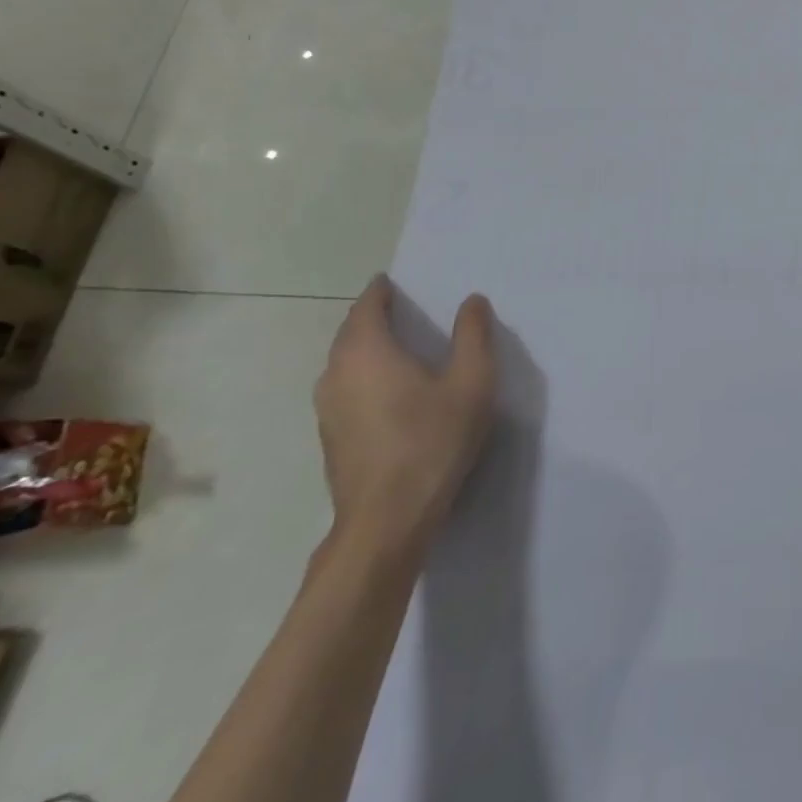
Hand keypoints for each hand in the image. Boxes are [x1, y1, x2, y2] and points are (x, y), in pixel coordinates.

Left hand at [314, 275, 499, 554]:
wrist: (387, 521)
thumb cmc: (432, 441)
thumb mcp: (471, 382)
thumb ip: (473, 336)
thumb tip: (472, 301)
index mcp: (366, 352)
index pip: (367, 307)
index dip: (380, 291)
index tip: (394, 281)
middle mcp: (336, 373)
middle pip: (351, 333)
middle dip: (372, 317)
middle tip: (403, 308)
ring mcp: (327, 409)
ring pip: (343, 363)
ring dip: (365, 347)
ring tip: (398, 345)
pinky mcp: (331, 437)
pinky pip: (345, 388)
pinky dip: (363, 375)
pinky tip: (388, 390)